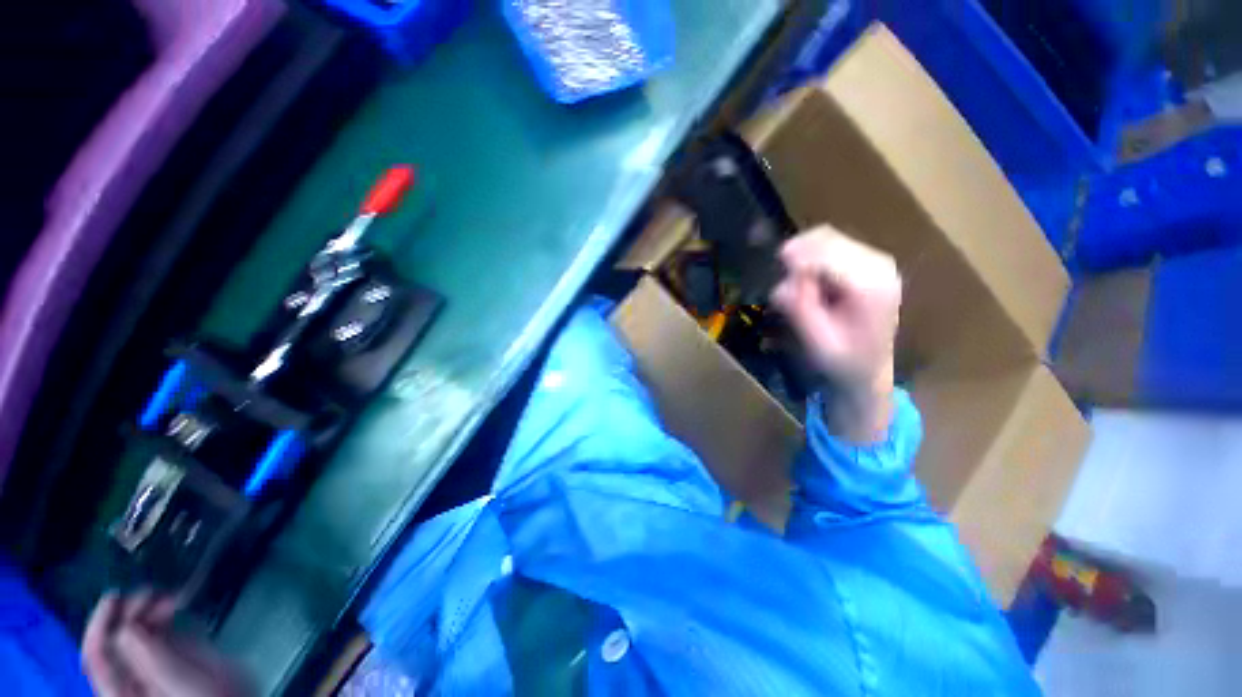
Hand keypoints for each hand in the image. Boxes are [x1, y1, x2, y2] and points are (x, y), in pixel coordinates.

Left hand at [83, 591, 248, 696]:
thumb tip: (126, 626)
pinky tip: (176, 603)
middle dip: (131, 613)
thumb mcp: (184, 684)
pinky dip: (164, 612)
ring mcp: (153, 667)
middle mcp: (133, 680)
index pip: (97, 657)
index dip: (100, 626)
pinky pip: (158, 630)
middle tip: (150, 594)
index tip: (114, 599)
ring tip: (167, 596)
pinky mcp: (172, 655)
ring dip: (149, 609)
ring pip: (137, 631)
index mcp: (125, 693)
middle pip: (117, 641)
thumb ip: (152, 660)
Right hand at [771, 226, 900, 443]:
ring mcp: (875, 260)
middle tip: (783, 288)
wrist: (869, 370)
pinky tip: (808, 282)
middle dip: (796, 258)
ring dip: (802, 257)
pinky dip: (810, 258)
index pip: (826, 254)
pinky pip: (830, 245)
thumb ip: (801, 309)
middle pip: (826, 239)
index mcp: (870, 286)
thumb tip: (781, 284)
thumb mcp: (818, 342)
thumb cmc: (843, 361)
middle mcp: (878, 265)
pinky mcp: (867, 261)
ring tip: (796, 288)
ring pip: (826, 238)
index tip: (775, 275)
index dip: (795, 259)